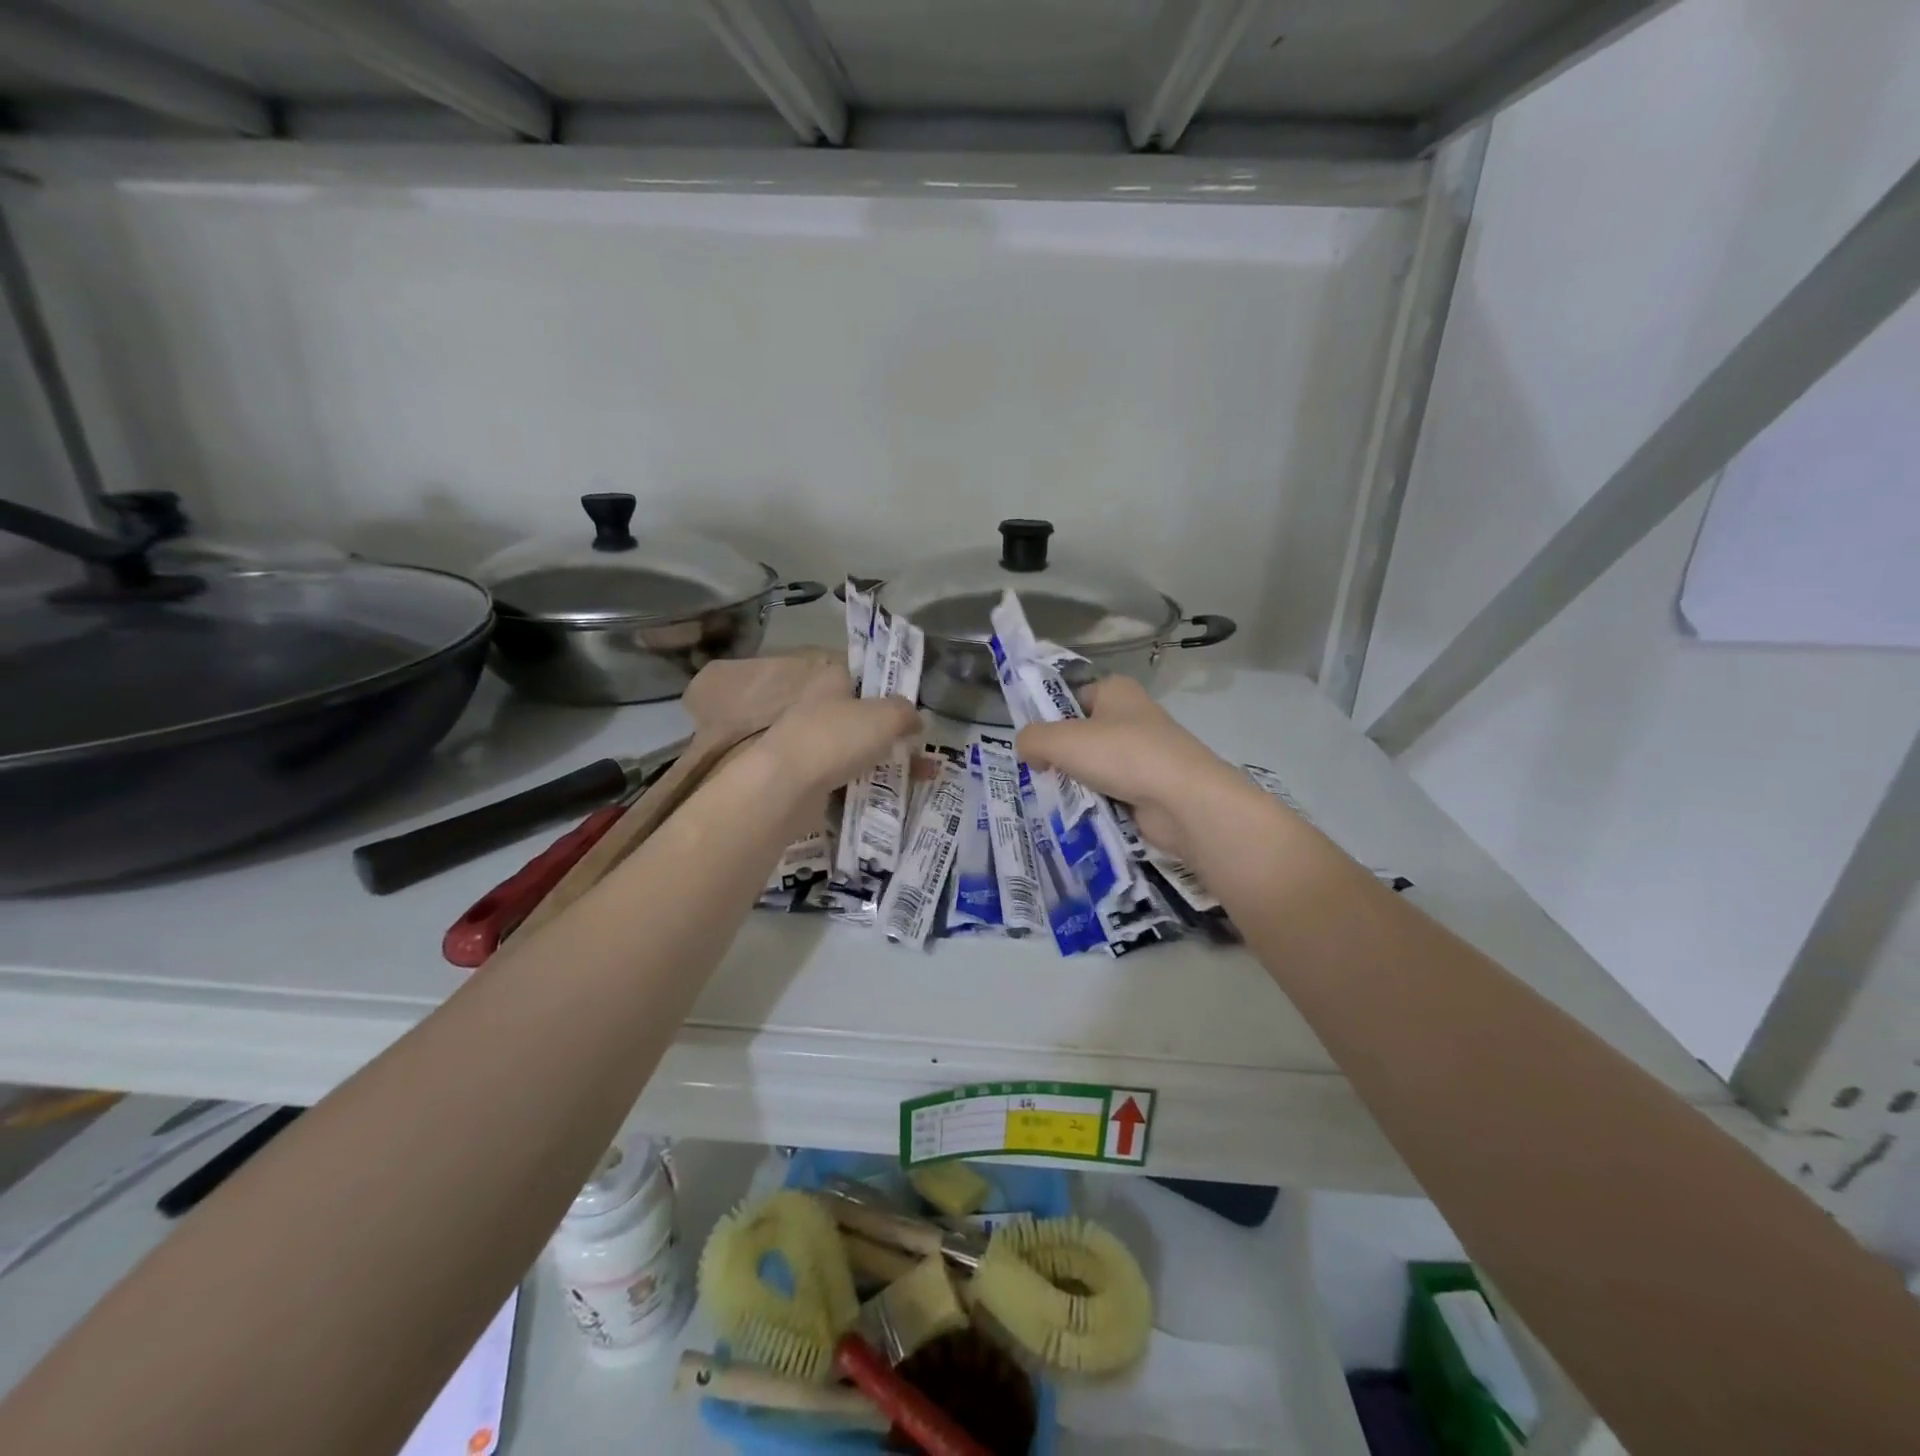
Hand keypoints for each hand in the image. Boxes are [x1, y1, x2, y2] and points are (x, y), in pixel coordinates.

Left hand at [752, 662, 920, 800]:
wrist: (785, 786)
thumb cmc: (837, 738)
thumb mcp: (886, 716)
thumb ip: (906, 713)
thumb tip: (915, 720)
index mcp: (832, 682)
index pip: (861, 677)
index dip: (887, 689)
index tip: (910, 709)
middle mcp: (818, 709)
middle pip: (862, 718)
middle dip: (892, 734)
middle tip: (920, 751)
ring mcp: (810, 746)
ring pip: (856, 751)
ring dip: (883, 763)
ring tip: (916, 779)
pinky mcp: (807, 779)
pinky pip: (845, 780)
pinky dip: (866, 787)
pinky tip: (887, 797)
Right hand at [1015, 677, 1246, 860]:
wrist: (1184, 801)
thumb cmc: (1122, 755)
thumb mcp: (1061, 740)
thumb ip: (1032, 739)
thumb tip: (1028, 752)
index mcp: (1115, 690)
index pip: (1070, 698)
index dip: (1048, 719)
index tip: (1032, 746)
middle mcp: (1132, 716)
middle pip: (1081, 736)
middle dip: (1060, 757)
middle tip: (1040, 776)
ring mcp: (1145, 754)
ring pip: (1094, 767)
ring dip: (1076, 784)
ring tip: (1058, 800)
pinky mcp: (1151, 787)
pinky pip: (1111, 793)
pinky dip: (1096, 804)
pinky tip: (1082, 816)